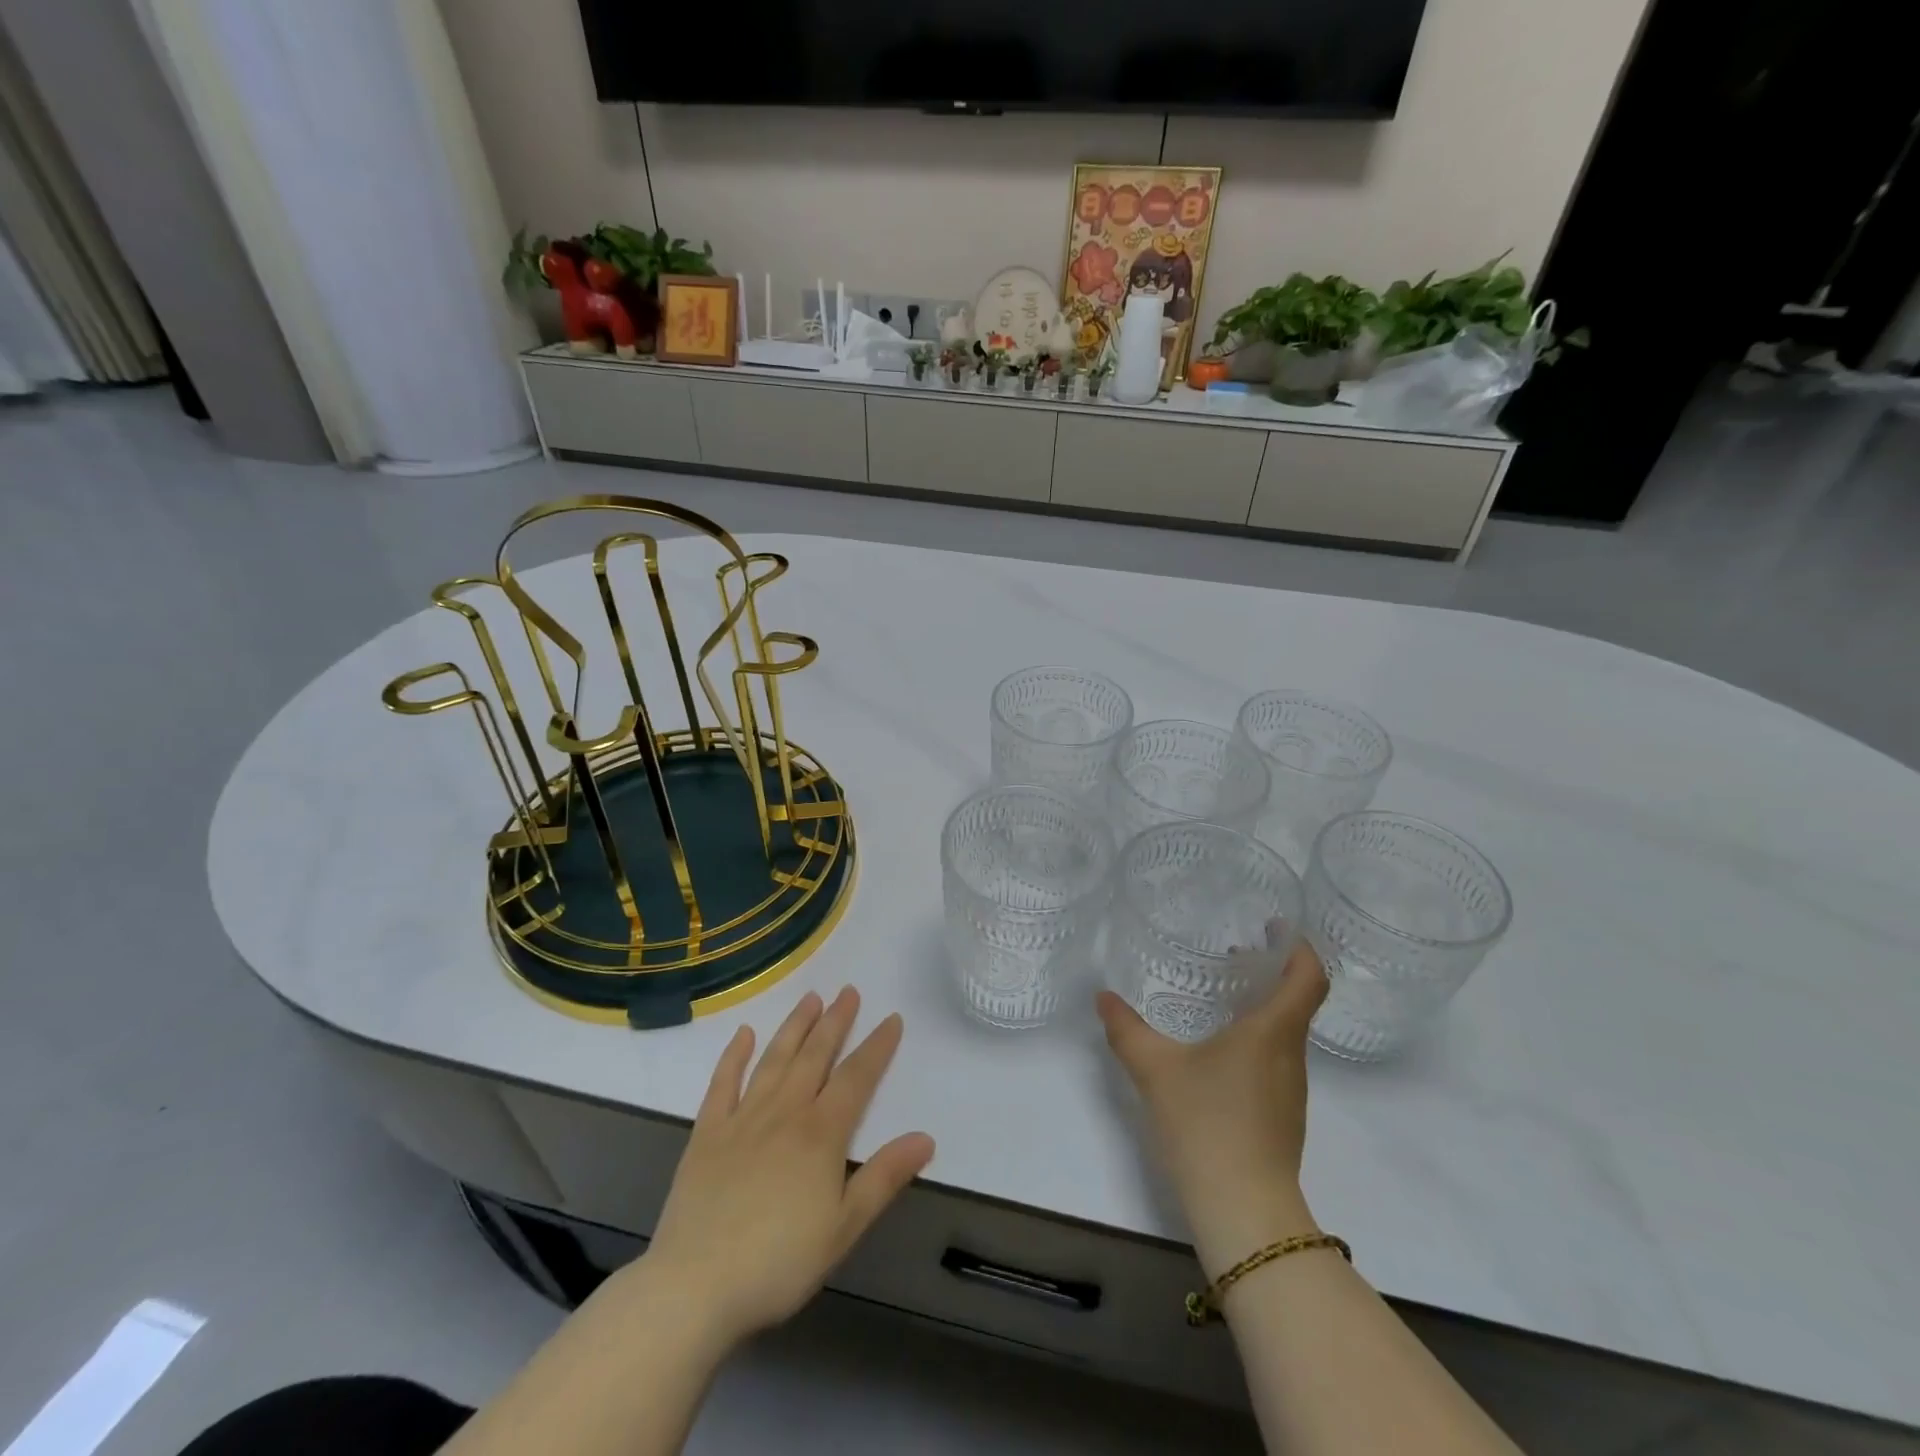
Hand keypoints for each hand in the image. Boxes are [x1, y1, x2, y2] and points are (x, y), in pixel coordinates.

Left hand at [636, 988, 934, 1349]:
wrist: (694, 1287)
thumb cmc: (778, 1262)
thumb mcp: (844, 1227)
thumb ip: (884, 1177)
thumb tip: (926, 1138)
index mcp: (821, 1133)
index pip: (856, 1078)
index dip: (877, 1047)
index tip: (892, 1019)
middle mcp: (784, 1112)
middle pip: (815, 1056)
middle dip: (835, 1022)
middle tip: (849, 991)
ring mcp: (742, 1118)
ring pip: (775, 1059)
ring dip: (795, 1026)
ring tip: (810, 997)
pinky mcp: (707, 1133)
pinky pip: (723, 1083)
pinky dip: (734, 1055)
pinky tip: (744, 1034)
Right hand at [1097, 935, 1327, 1277]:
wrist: (1243, 1211)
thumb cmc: (1206, 1125)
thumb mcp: (1155, 1070)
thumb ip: (1127, 1030)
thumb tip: (1102, 997)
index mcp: (1272, 1032)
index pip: (1308, 977)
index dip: (1299, 946)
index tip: (1274, 927)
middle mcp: (1290, 1055)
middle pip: (1297, 1001)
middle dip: (1271, 971)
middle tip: (1233, 953)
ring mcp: (1290, 1090)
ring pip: (1286, 1032)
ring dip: (1262, 1006)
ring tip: (1221, 998)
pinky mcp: (1283, 1116)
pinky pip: (1275, 1060)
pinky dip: (1256, 1039)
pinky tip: (1218, 1052)